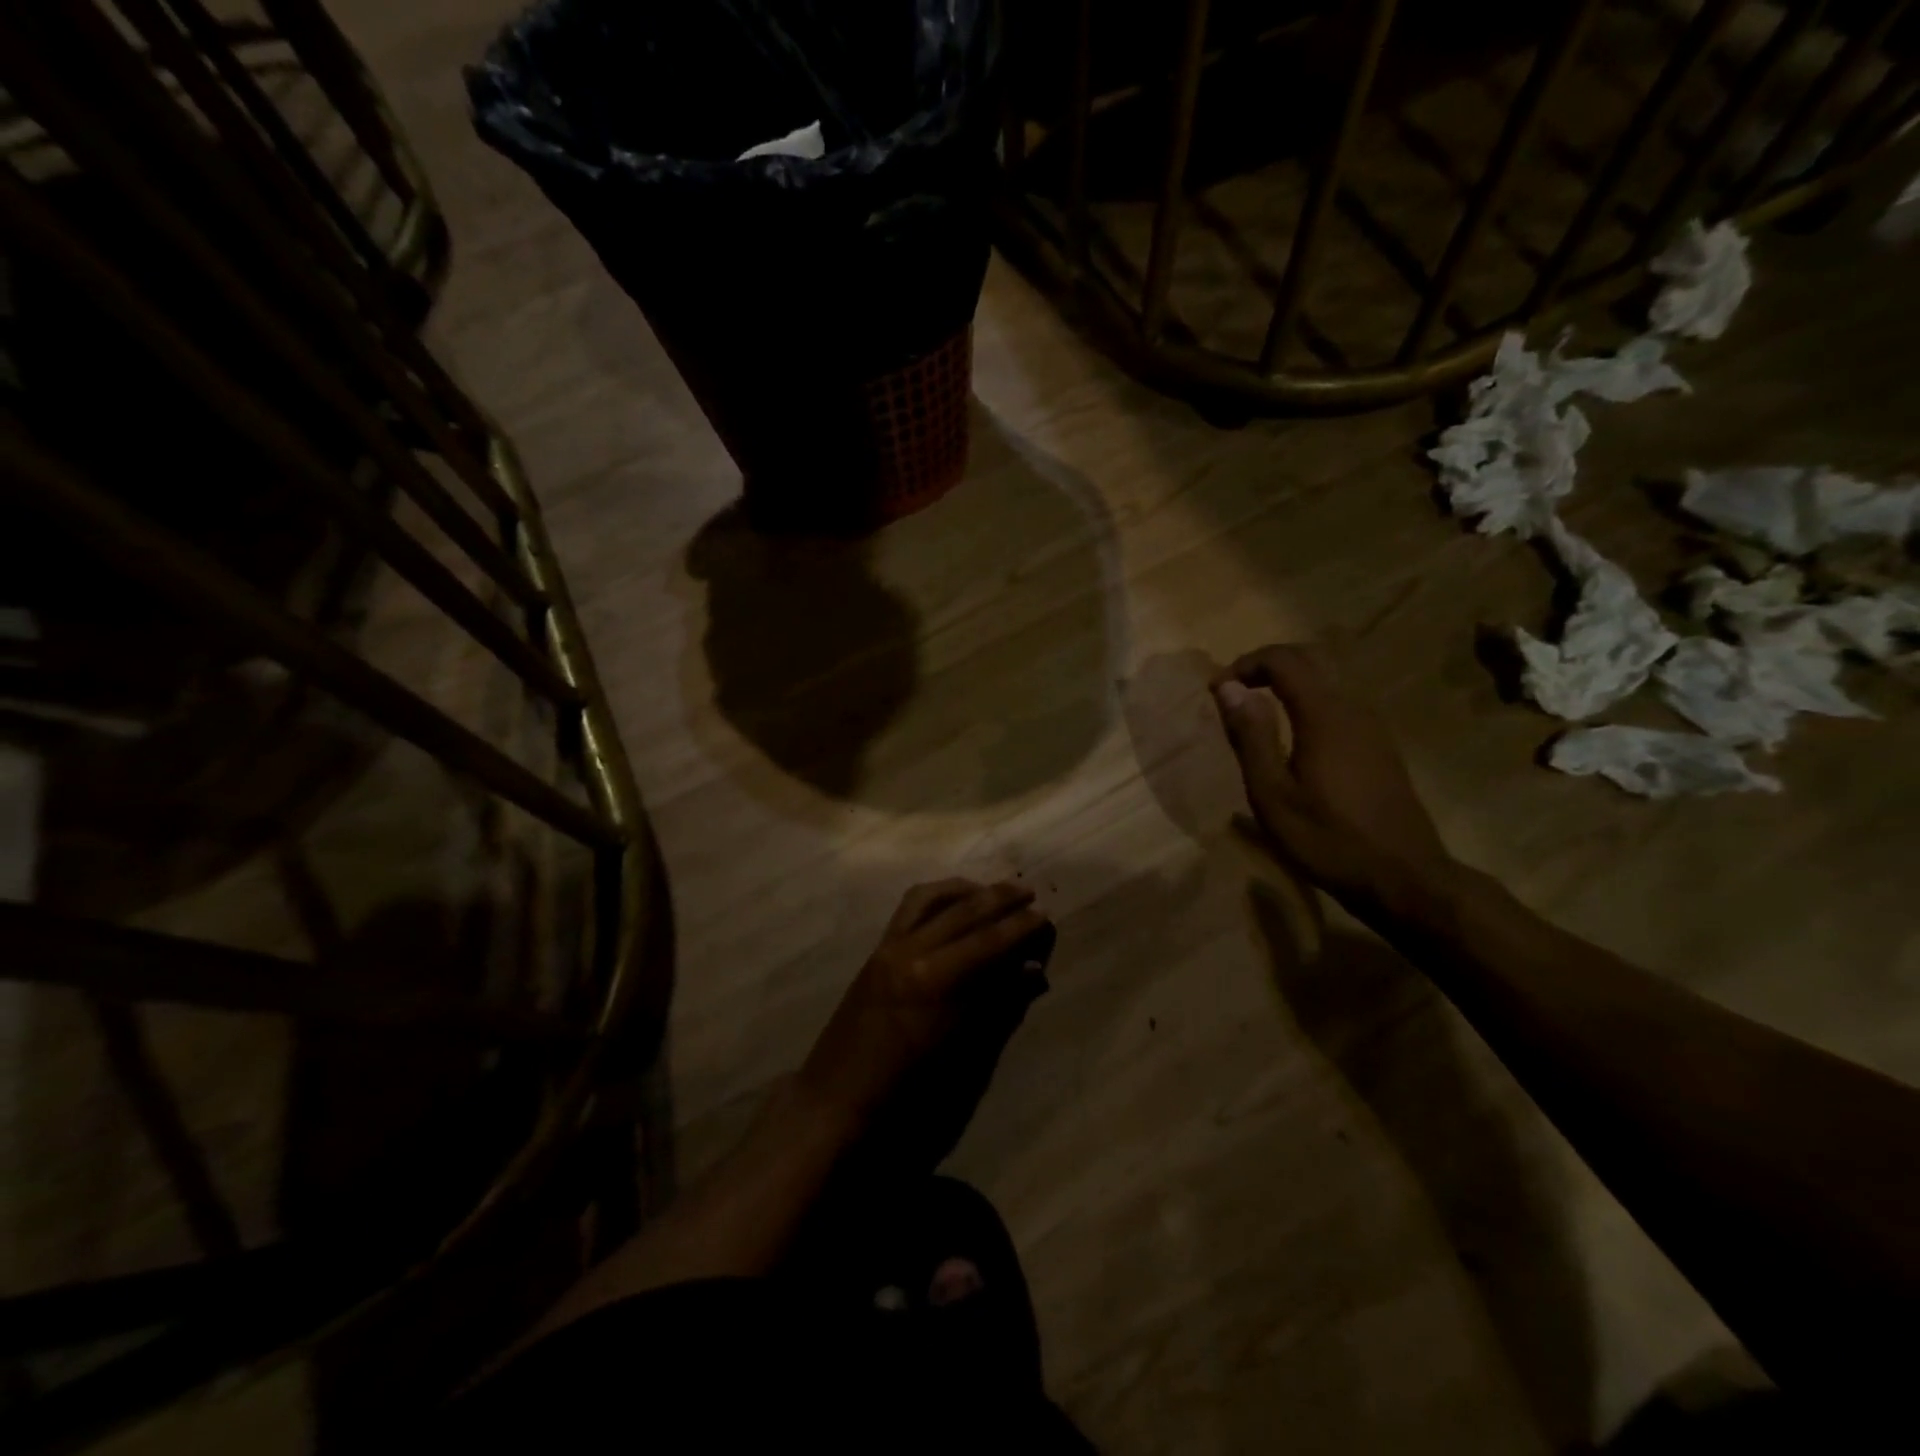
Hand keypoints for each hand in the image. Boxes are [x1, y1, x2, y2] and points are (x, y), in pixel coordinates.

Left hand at [799, 880, 1050, 1133]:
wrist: (839, 1094)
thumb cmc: (906, 1087)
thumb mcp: (961, 1049)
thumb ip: (997, 1002)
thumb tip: (1032, 971)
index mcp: (935, 980)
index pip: (988, 941)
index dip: (1020, 927)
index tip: (1044, 915)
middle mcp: (911, 951)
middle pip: (963, 912)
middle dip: (999, 899)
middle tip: (1028, 893)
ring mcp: (890, 945)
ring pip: (932, 899)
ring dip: (966, 890)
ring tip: (991, 890)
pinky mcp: (877, 948)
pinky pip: (909, 908)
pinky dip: (936, 896)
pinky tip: (952, 900)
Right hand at [1212, 644, 1458, 915]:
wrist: (1404, 878)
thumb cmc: (1328, 839)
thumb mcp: (1273, 795)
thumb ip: (1250, 737)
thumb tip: (1228, 687)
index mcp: (1324, 715)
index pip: (1284, 660)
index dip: (1245, 664)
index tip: (1217, 690)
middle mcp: (1353, 708)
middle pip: (1308, 661)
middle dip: (1265, 667)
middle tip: (1232, 694)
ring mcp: (1372, 727)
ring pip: (1326, 682)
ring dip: (1287, 684)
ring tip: (1254, 715)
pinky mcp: (1380, 746)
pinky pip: (1338, 705)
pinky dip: (1307, 703)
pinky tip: (1292, 740)